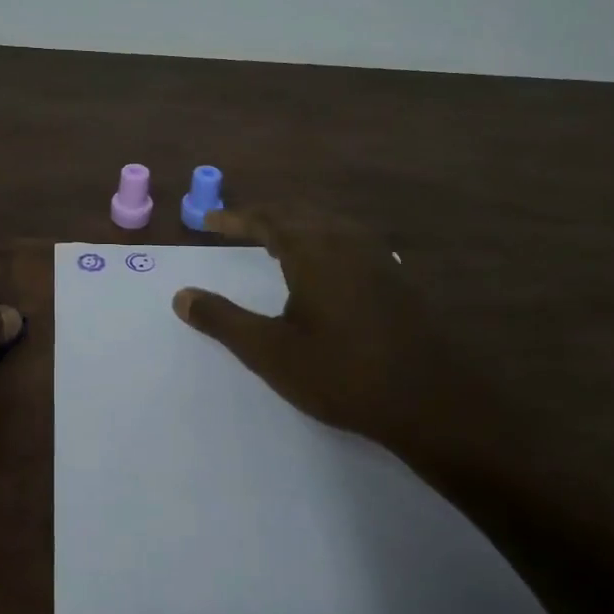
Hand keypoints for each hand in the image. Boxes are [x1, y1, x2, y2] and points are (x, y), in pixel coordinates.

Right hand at [171, 205, 496, 473]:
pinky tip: (325, 266)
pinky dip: (323, 240)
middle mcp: (346, 241)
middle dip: (265, 216)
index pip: (267, 219)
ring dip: (297, 225)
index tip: (208, 223)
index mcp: (313, 250)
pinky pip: (351, 241)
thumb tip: (181, 296)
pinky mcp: (398, 278)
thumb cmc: (342, 374)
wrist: (432, 401)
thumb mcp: (270, 351)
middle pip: (300, 213)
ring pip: (329, 224)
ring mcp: (378, 258)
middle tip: (238, 225)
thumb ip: (223, 320)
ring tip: (276, 240)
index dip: (235, 218)